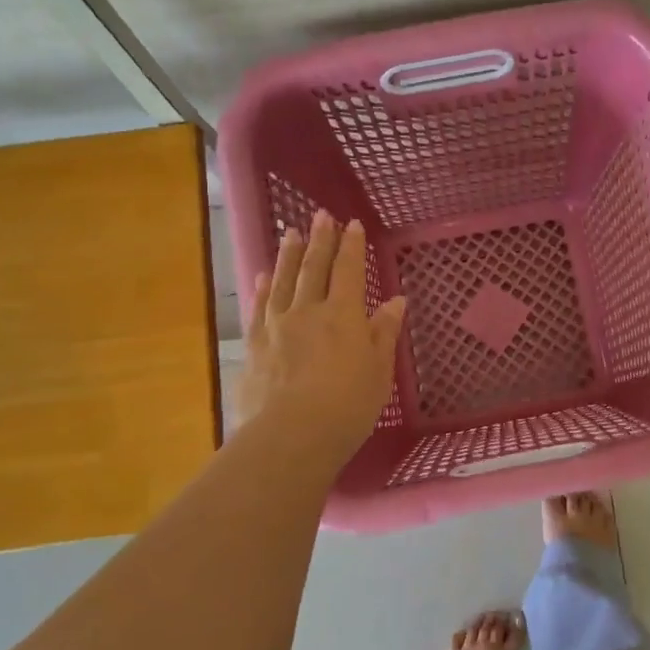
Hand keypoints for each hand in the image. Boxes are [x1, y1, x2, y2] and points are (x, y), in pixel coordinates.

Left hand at [237, 211, 406, 462]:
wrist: (292, 435)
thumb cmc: (348, 405)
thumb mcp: (379, 370)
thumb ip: (384, 332)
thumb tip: (395, 300)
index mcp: (343, 315)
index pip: (349, 271)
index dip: (351, 246)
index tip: (352, 224)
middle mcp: (308, 310)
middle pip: (314, 268)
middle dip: (320, 240)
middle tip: (321, 215)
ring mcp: (276, 326)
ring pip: (283, 280)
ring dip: (289, 255)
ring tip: (291, 233)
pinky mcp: (254, 345)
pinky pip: (259, 307)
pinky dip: (263, 288)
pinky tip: (263, 276)